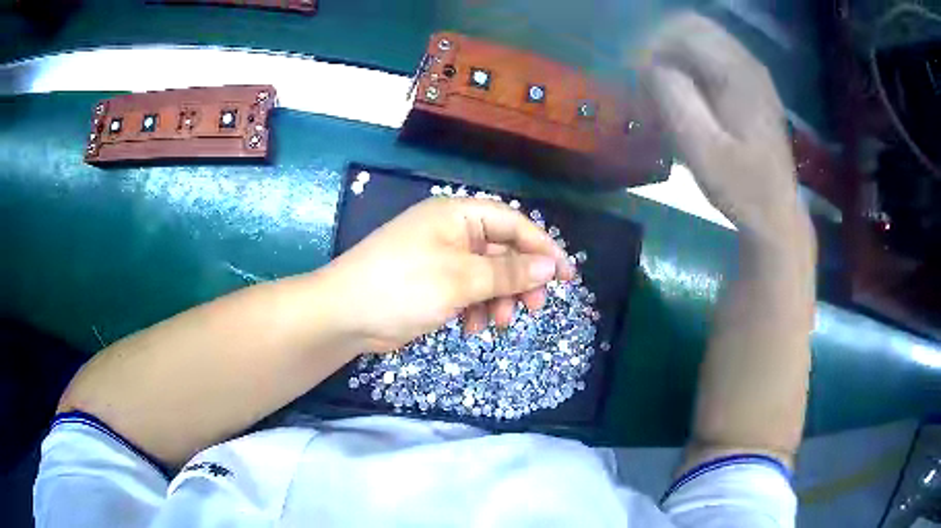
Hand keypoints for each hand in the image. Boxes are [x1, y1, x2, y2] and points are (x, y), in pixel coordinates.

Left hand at [322, 197, 573, 351]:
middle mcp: (452, 232)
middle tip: (535, 308)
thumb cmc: (402, 286)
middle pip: (502, 251)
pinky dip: (476, 309)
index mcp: (457, 215)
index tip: (567, 276)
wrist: (345, 314)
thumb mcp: (460, 279)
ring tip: (498, 324)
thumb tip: (551, 266)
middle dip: (520, 281)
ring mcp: (441, 259)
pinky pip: (468, 292)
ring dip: (498, 300)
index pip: (513, 224)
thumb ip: (508, 273)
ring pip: (487, 276)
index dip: (543, 248)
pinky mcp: (433, 284)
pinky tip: (472, 329)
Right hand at [640, 13, 806, 238]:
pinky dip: (692, 66)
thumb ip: (674, 98)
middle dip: (662, 45)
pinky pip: (714, 57)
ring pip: (703, 39)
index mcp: (738, 74)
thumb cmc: (741, 188)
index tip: (636, 78)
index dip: (652, 47)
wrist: (776, 216)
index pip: (684, 31)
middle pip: (693, 26)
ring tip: (663, 88)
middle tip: (647, 80)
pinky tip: (687, 95)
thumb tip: (652, 67)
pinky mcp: (753, 87)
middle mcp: (748, 63)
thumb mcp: (702, 150)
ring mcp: (753, 74)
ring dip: (676, 55)